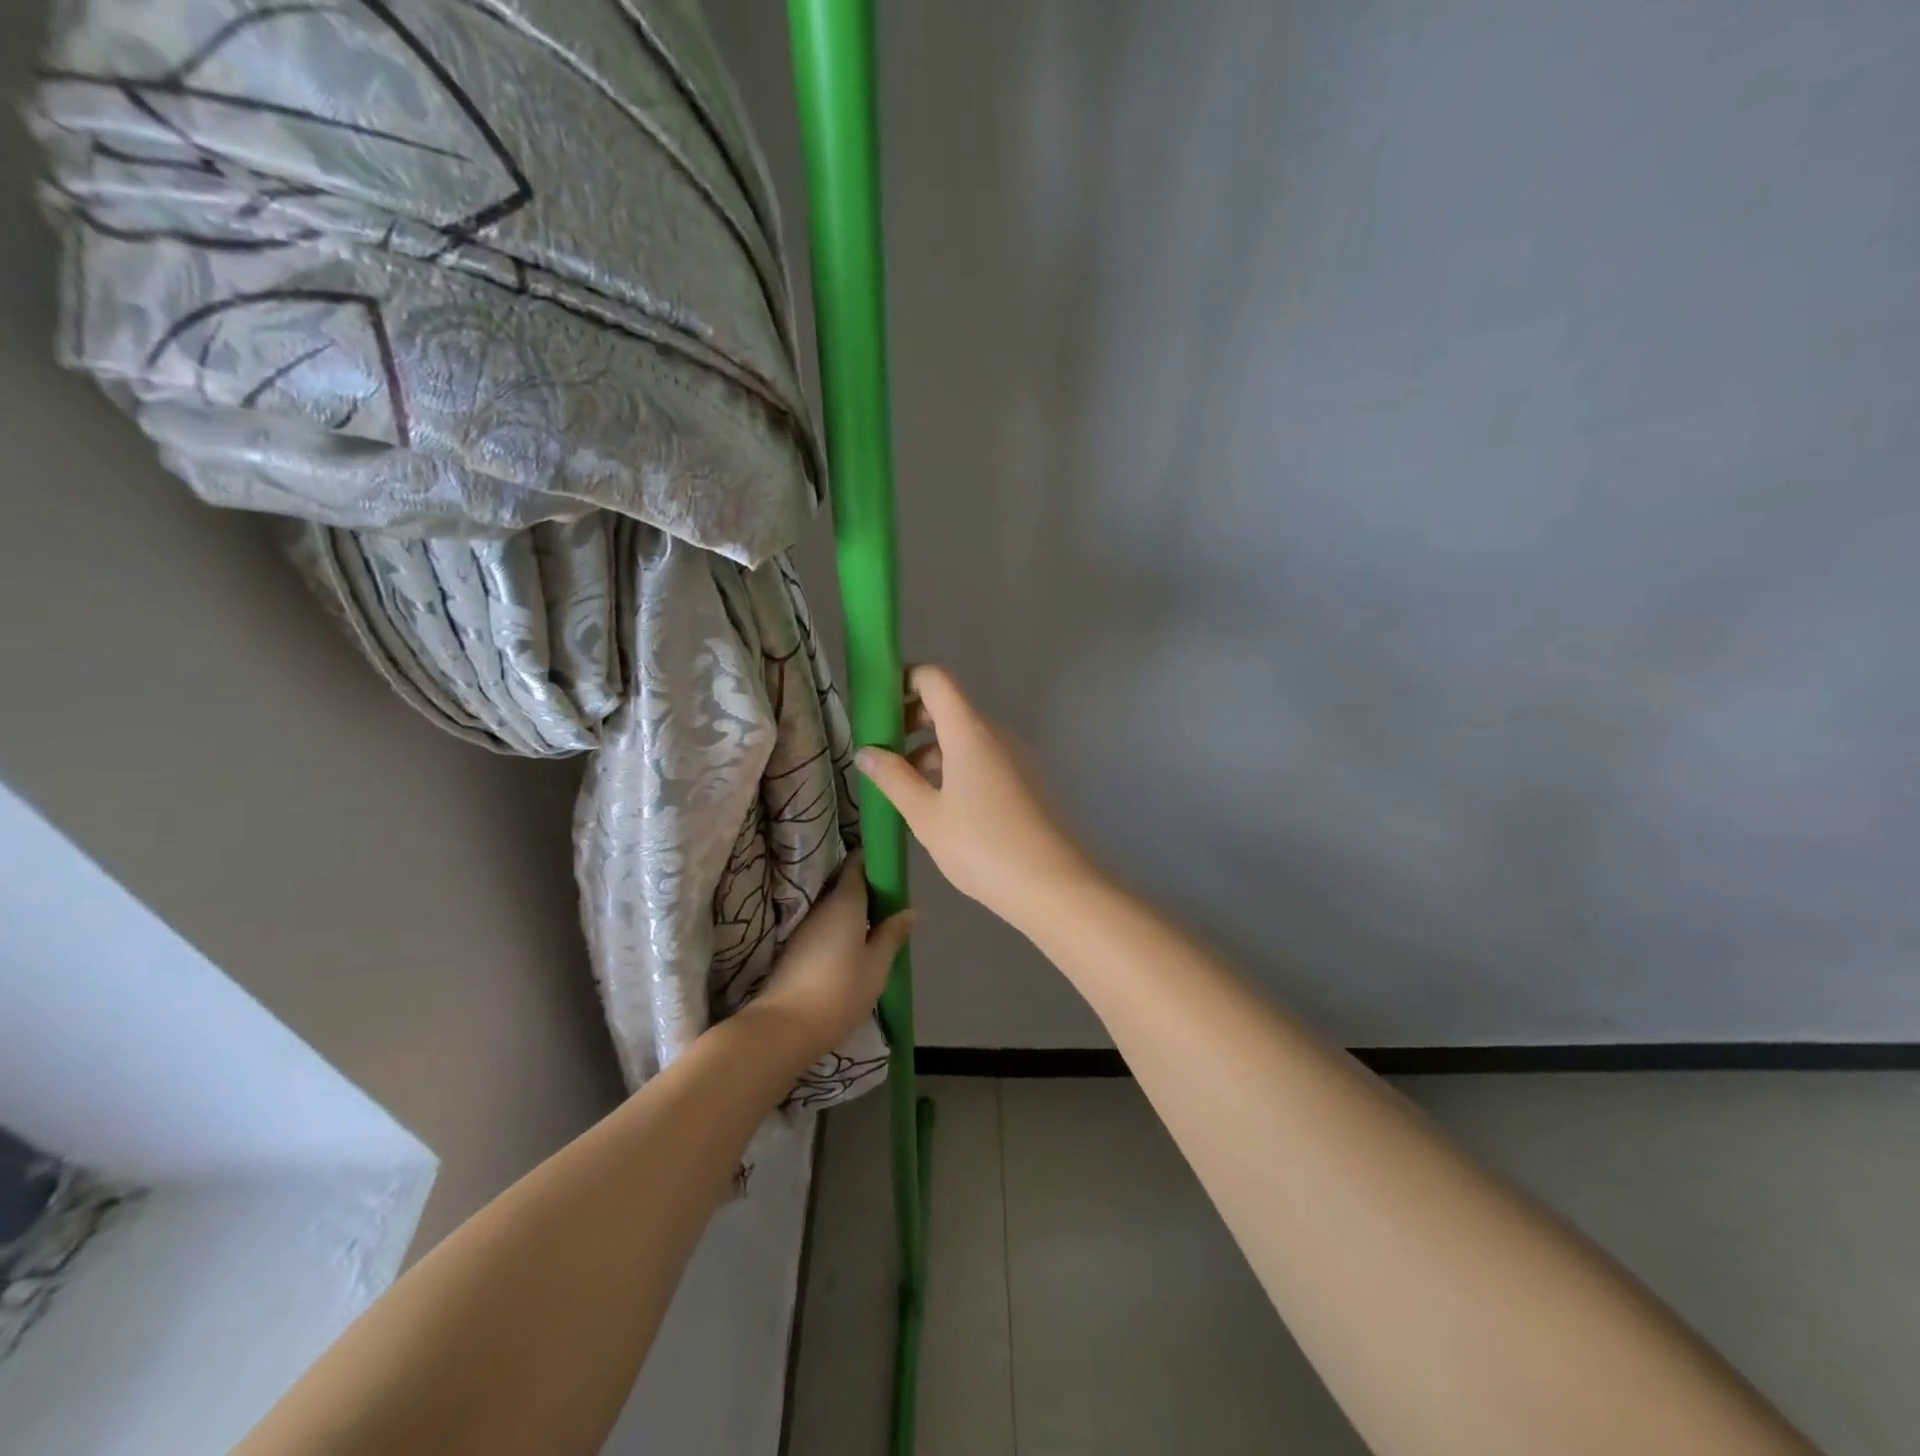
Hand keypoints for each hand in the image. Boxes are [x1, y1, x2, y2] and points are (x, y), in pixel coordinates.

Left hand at [746, 851, 912, 1061]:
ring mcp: (805, 926)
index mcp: (845, 901)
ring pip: (833, 905)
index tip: (890, 864)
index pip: (857, 864)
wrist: (785, 1026)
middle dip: (867, 886)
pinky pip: (824, 924)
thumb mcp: (876, 966)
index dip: (873, 859)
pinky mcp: (795, 947)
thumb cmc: (840, 991)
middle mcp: (822, 906)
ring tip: (877, 923)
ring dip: (853, 909)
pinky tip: (854, 944)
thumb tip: (910, 910)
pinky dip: (840, 926)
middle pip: (844, 883)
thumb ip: (892, 934)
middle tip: (891, 899)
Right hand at [856, 665, 1097, 931]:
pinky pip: (983, 760)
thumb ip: (894, 779)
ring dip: (931, 750)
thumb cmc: (982, 846)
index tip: (877, 706)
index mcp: (970, 731)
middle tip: (882, 751)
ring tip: (903, 787)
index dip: (904, 681)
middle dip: (911, 721)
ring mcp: (1016, 758)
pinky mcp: (1027, 782)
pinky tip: (940, 806)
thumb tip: (866, 752)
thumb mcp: (926, 815)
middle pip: (950, 707)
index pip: (936, 679)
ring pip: (966, 738)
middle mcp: (996, 734)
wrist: (1055, 886)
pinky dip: (955, 768)